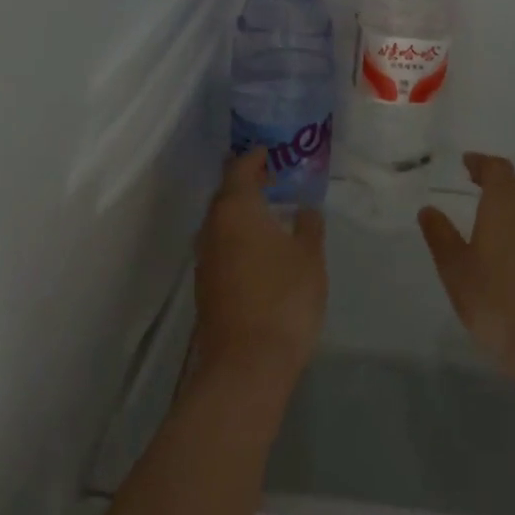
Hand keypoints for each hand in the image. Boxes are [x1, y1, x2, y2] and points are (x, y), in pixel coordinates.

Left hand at [193, 149, 327, 387]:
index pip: (240, 168)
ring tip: (269, 208)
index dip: (255, 157)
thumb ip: (308, 225)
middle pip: (226, 193)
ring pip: (220, 221)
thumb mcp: (309, 256)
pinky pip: (220, 244)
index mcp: (236, 209)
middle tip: (273, 176)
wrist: (247, 363)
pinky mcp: (205, 283)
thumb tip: (304, 208)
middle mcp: (213, 226)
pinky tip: (258, 245)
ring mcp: (205, 257)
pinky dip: (237, 235)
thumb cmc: (284, 298)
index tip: (272, 151)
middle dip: (247, 181)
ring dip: (241, 210)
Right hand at [417, 153, 514, 385]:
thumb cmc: (493, 297)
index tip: (465, 162)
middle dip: (494, 176)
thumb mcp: (454, 266)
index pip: (497, 169)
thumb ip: (440, 234)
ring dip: (507, 196)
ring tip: (483, 204)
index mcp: (505, 204)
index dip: (480, 162)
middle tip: (472, 178)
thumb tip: (429, 209)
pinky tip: (501, 235)